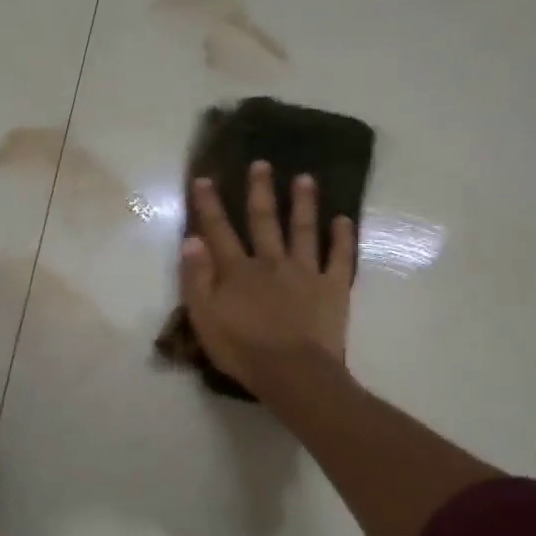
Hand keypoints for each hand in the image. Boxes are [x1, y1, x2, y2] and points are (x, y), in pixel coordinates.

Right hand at [180, 161, 355, 393]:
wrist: (293, 373)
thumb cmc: (243, 350)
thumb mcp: (205, 318)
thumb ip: (196, 279)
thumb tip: (192, 240)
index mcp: (238, 271)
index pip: (219, 231)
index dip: (209, 205)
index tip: (204, 178)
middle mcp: (271, 262)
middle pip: (264, 221)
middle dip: (260, 191)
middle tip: (261, 163)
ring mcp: (305, 272)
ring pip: (303, 230)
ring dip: (303, 203)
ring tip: (305, 179)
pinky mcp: (332, 287)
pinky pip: (339, 257)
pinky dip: (342, 238)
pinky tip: (344, 220)